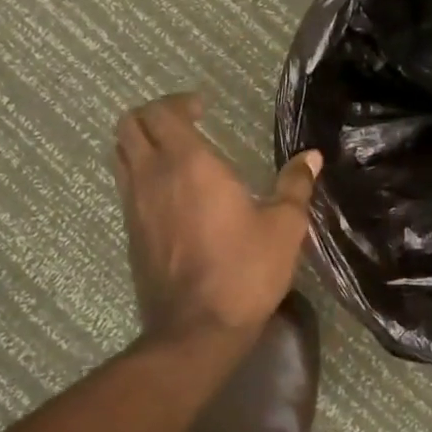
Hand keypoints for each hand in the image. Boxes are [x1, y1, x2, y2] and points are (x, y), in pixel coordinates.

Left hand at [113, 93, 322, 342]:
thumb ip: (295, 184)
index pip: (161, 112)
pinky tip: (172, 190)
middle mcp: (153, 177)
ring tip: (176, 152)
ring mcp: (134, 206)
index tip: (204, 107)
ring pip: (121, 154)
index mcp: (189, 164)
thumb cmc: (245, 269)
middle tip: (186, 121)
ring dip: (142, 142)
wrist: (196, 330)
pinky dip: (141, 171)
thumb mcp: (285, 225)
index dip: (179, 101)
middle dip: (154, 114)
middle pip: (129, 126)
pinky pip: (125, 184)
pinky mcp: (130, 233)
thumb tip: (310, 156)